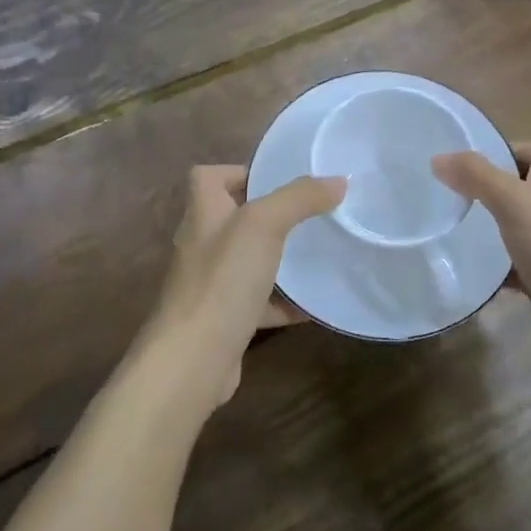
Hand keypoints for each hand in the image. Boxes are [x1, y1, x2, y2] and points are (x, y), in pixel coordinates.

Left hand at [143, 165, 345, 411]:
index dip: (238, 171)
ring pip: (247, 260)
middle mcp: (201, 244)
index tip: (277, 179)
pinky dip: (283, 302)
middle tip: (309, 213)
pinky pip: (257, 302)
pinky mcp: (224, 319)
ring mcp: (210, 284)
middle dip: (269, 214)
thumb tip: (338, 180)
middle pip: (233, 217)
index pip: (208, 177)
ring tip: (316, 252)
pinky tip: (314, 305)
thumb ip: (299, 198)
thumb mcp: (264, 225)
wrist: (193, 360)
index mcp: (203, 212)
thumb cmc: (222, 280)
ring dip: (277, 257)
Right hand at [433, 141, 530, 373]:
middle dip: (489, 190)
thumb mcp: (512, 200)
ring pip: (516, 225)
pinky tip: (470, 270)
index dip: (507, 151)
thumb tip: (439, 158)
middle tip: (451, 197)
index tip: (471, 165)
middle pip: (522, 186)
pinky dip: (496, 266)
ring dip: (489, 228)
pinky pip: (516, 263)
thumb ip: (476, 175)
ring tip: (452, 229)